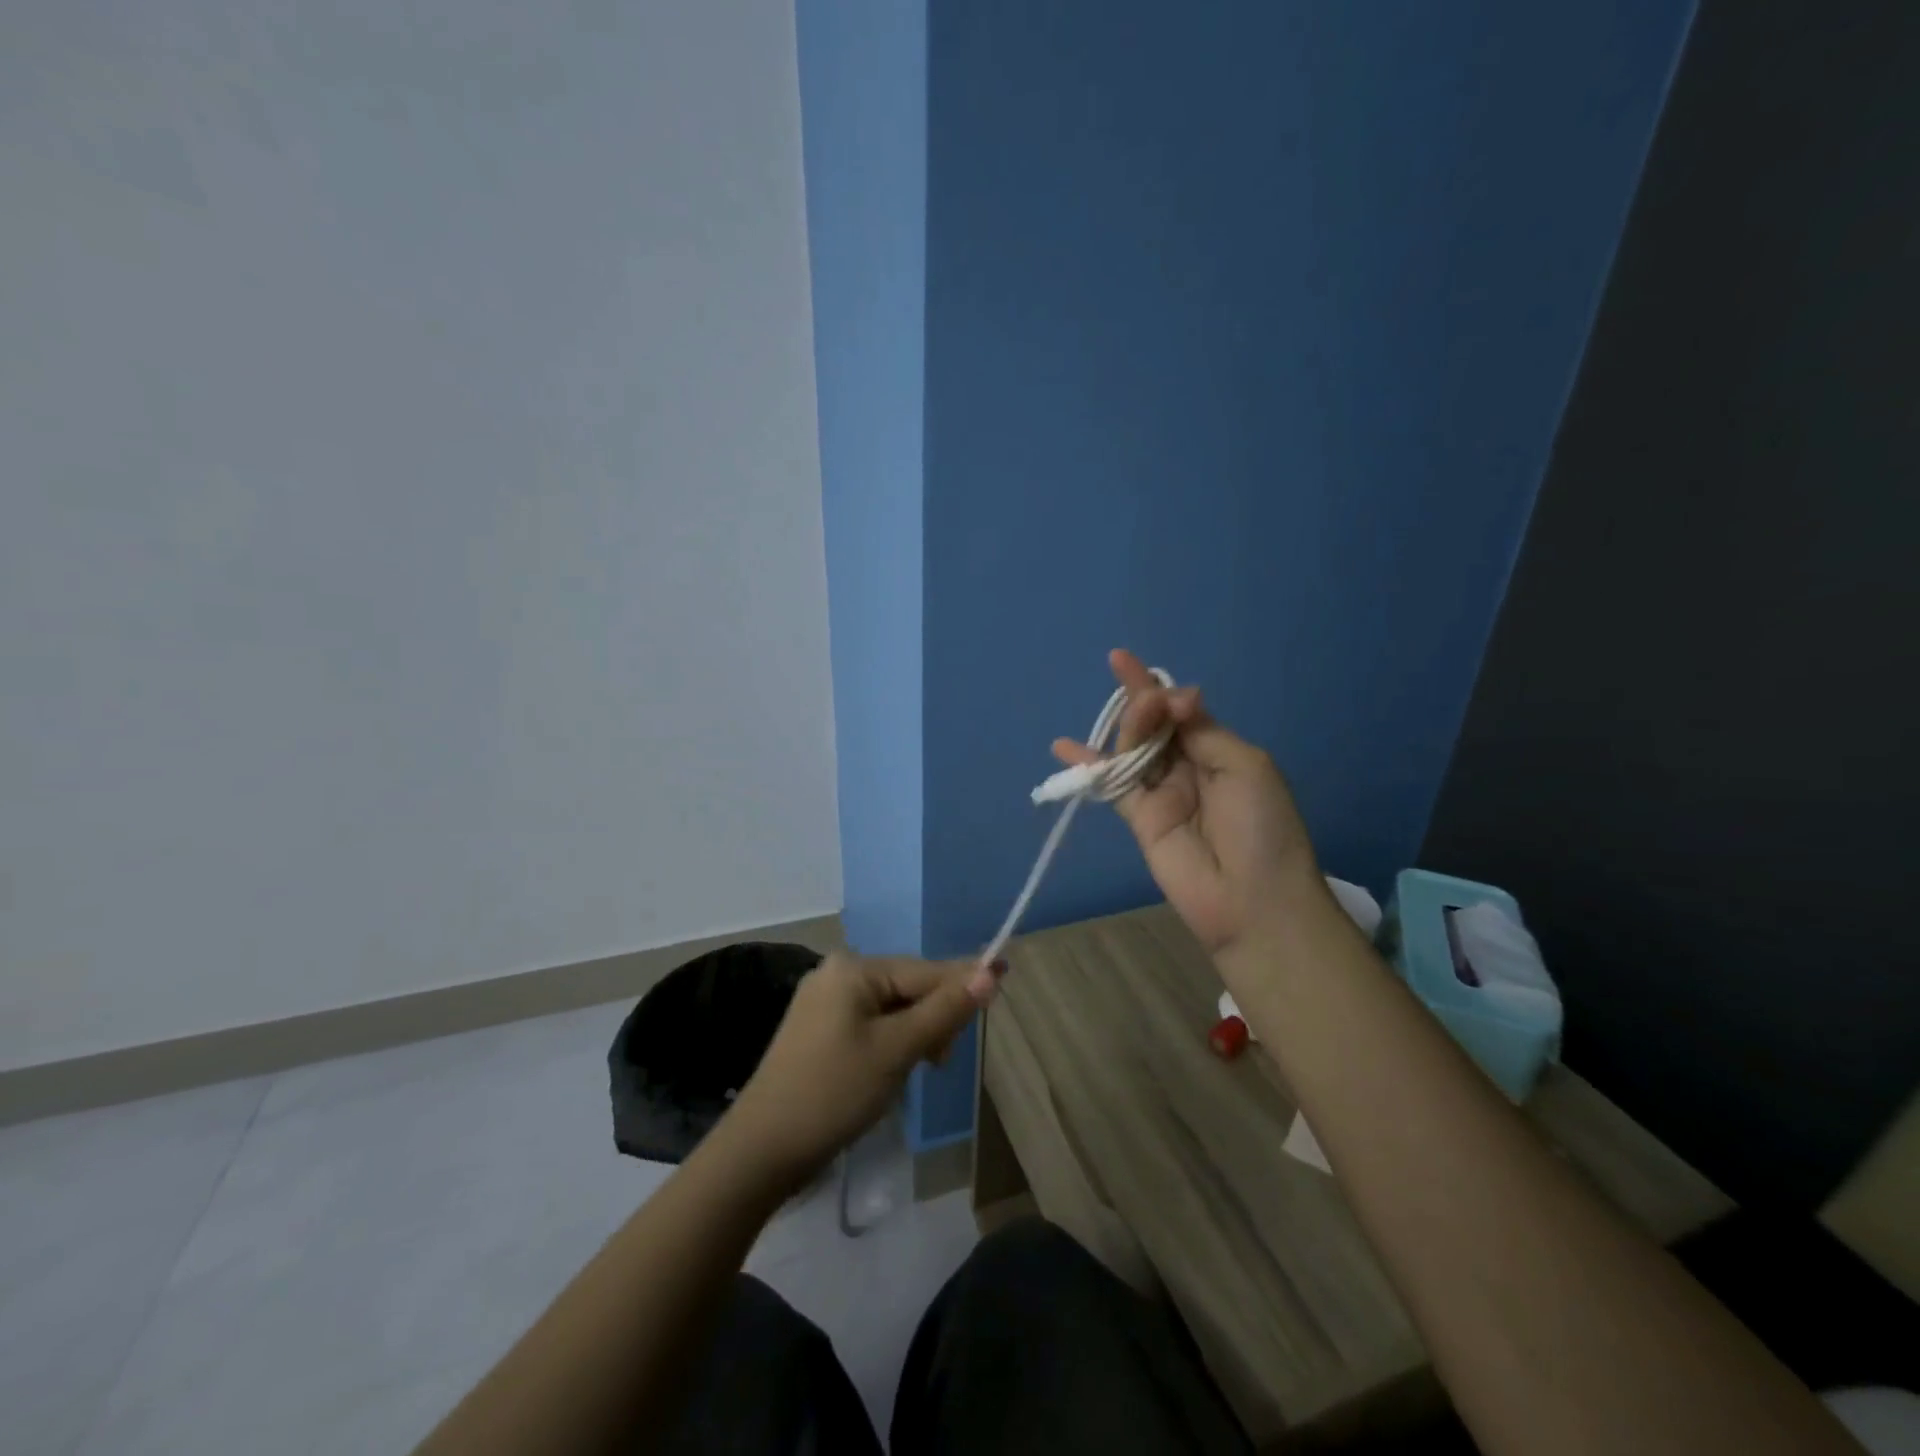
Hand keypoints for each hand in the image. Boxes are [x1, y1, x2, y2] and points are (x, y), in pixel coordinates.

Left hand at [724, 951, 999, 1188]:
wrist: (762, 1150)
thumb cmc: (834, 1092)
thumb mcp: (897, 1050)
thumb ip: (945, 1010)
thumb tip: (989, 972)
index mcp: (854, 969)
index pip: (925, 971)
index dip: (964, 982)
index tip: (1005, 979)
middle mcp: (838, 973)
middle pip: (909, 987)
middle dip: (933, 1019)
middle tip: (939, 1063)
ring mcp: (825, 1001)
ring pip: (892, 1008)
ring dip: (914, 1035)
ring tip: (916, 1072)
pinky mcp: (819, 1029)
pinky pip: (871, 1023)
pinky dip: (891, 1043)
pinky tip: (892, 1070)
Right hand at [1053, 649, 1328, 958]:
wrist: (1252, 899)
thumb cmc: (1261, 827)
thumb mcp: (1244, 765)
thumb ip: (1201, 731)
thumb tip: (1173, 698)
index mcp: (1219, 750)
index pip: (1181, 710)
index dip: (1156, 687)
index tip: (1122, 660)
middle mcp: (1187, 767)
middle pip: (1152, 726)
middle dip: (1143, 705)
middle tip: (1147, 702)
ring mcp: (1160, 793)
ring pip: (1132, 750)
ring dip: (1126, 729)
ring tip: (1131, 718)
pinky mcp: (1138, 818)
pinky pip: (1111, 784)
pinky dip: (1087, 766)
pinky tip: (1063, 747)